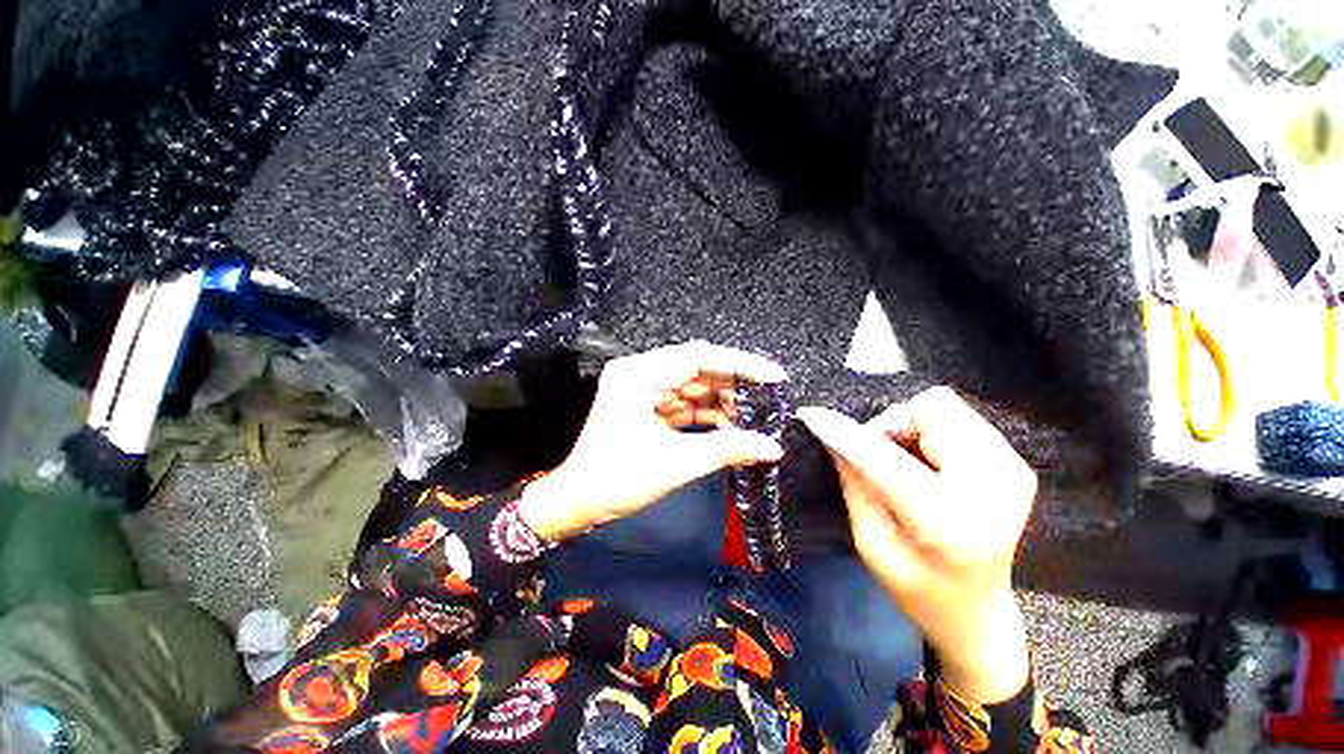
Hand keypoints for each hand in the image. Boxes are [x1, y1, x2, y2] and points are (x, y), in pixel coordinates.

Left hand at [518, 342, 786, 541]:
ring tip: (757, 417)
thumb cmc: (617, 480)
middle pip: (698, 369)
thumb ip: (728, 449)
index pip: (698, 357)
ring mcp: (644, 389)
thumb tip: (772, 448)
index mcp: (638, 375)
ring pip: (695, 386)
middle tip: (770, 400)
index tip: (774, 376)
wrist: (579, 502)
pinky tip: (734, 426)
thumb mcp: (676, 463)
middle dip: (735, 385)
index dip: (740, 365)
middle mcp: (641, 373)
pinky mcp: (648, 406)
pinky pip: (686, 403)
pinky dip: (710, 414)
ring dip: (725, 401)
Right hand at [797, 387, 1035, 703]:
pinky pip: (957, 417)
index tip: (811, 415)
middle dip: (889, 428)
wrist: (979, 612)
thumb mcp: (871, 542)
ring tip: (908, 465)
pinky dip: (930, 433)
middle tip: (880, 461)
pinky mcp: (1016, 463)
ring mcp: (1012, 470)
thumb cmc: (917, 588)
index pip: (882, 457)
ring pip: (942, 406)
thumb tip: (832, 435)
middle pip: (927, 410)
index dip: (844, 432)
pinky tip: (930, 466)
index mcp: (947, 523)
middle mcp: (993, 487)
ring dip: (910, 429)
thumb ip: (854, 482)